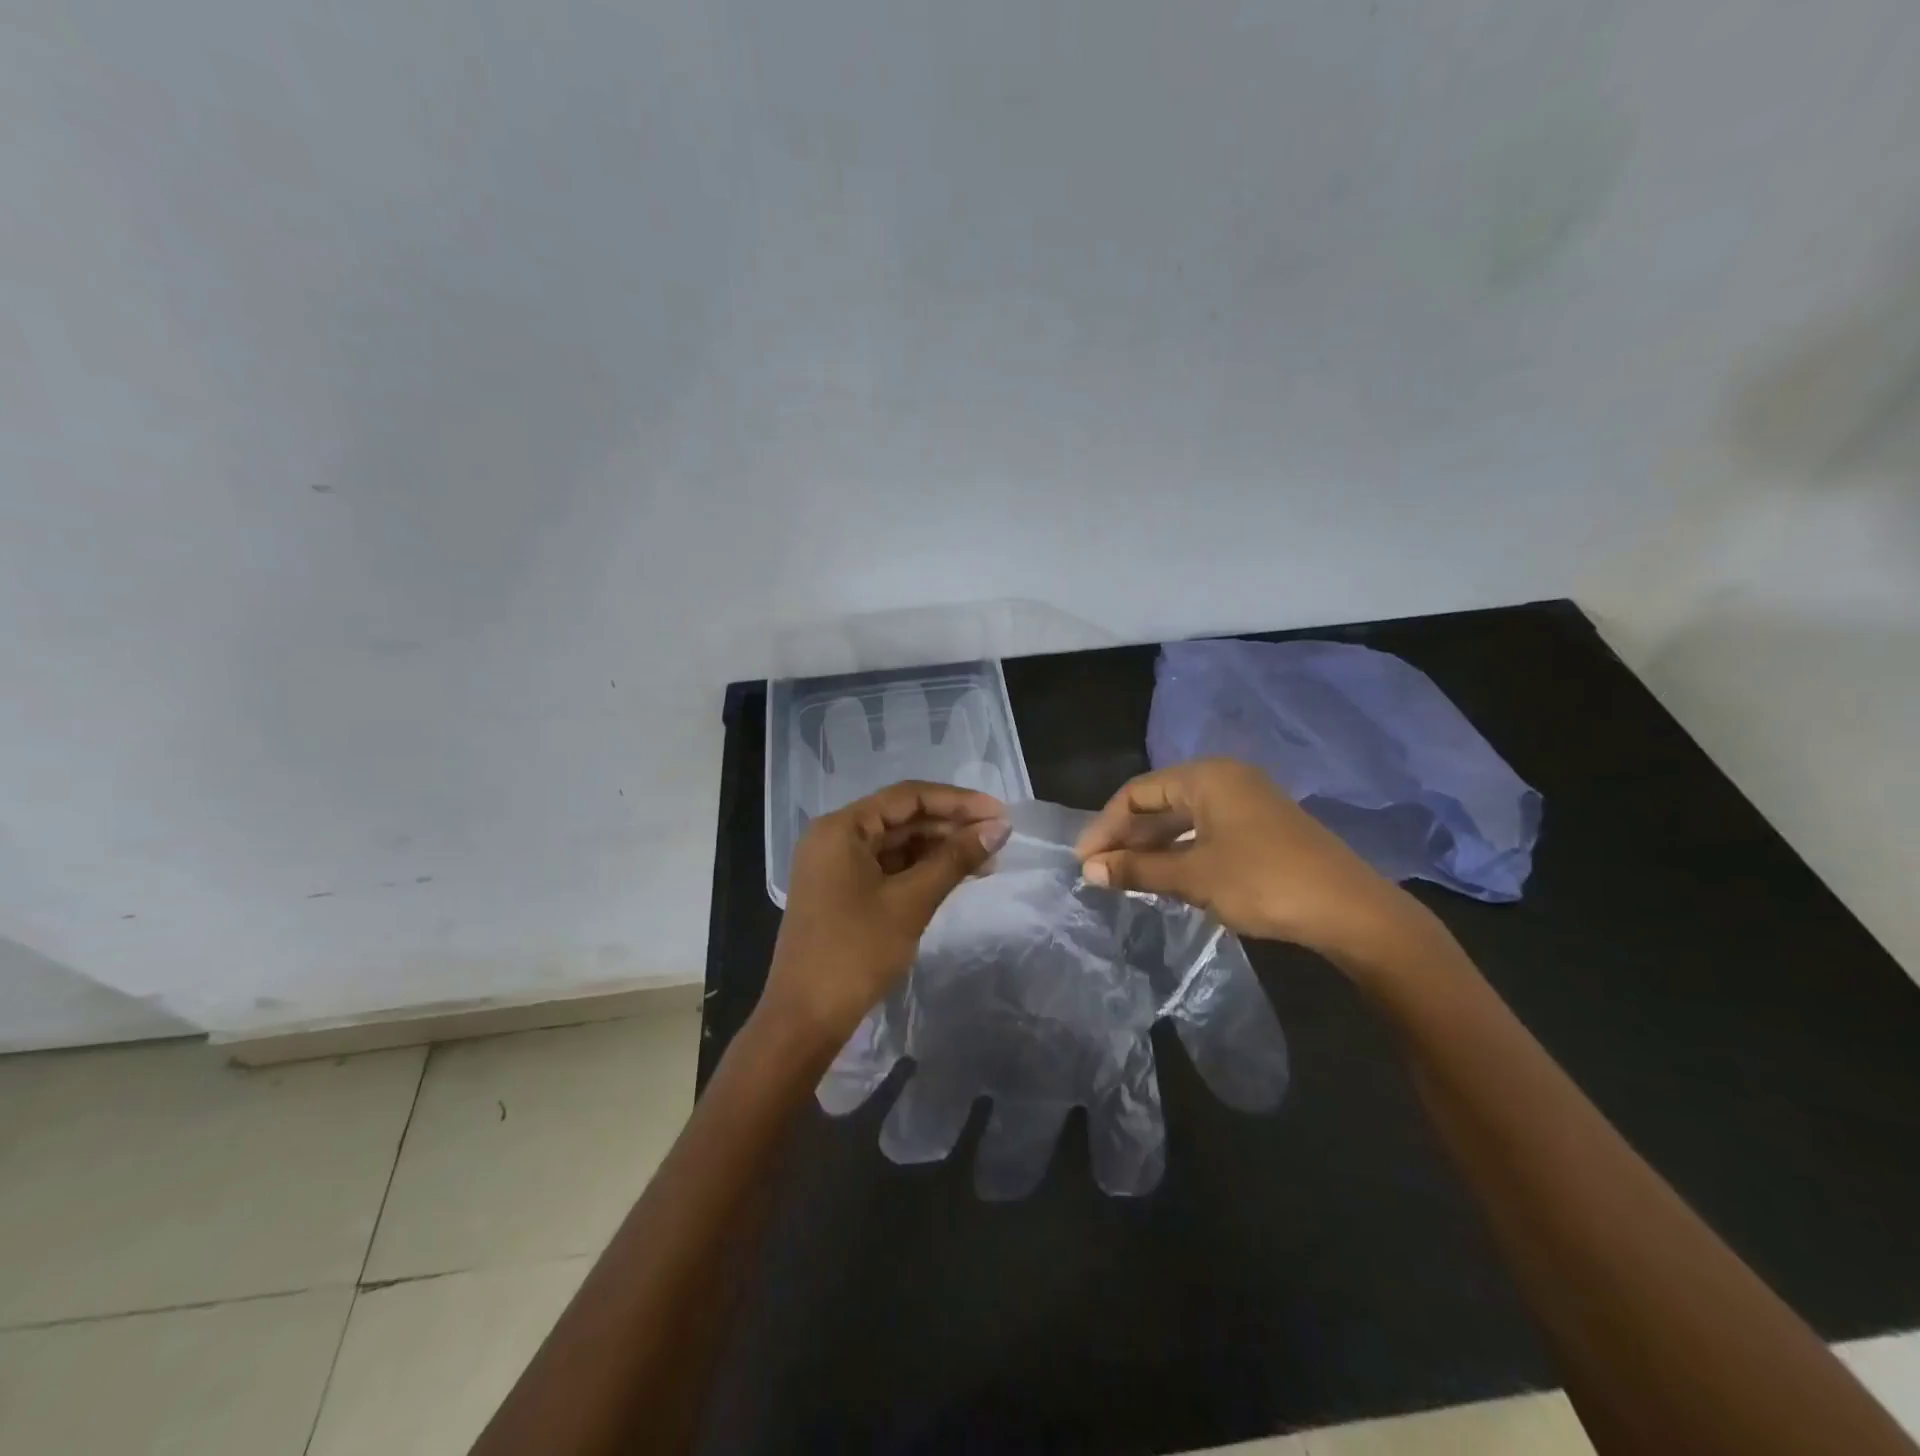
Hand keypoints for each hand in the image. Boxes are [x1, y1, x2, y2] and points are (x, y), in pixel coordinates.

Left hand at [758, 781, 1010, 1050]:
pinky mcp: (841, 891)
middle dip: (951, 826)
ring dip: (939, 849)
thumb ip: (955, 859)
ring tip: (986, 860)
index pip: (908, 797)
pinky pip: (887, 867)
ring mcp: (835, 865)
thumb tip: (999, 828)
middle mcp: (834, 836)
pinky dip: (920, 869)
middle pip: (902, 818)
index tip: (999, 812)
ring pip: (896, 843)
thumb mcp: (911, 902)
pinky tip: (954, 876)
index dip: (958, 801)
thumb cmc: (856, 952)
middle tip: (998, 838)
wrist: (805, 1019)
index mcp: (841, 827)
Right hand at [1075, 757, 1438, 972]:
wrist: (1351, 911)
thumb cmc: (1264, 882)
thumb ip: (1137, 870)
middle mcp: (1225, 779)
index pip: (1137, 792)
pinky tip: (1164, 877)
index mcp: (1206, 777)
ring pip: (1182, 819)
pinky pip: (1205, 832)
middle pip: (1158, 802)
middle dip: (1126, 836)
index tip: (1084, 860)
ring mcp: (1246, 803)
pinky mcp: (1261, 828)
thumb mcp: (1193, 876)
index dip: (1105, 825)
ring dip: (1151, 847)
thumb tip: (1088, 870)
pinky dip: (1179, 852)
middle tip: (1099, 871)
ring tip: (1124, 877)